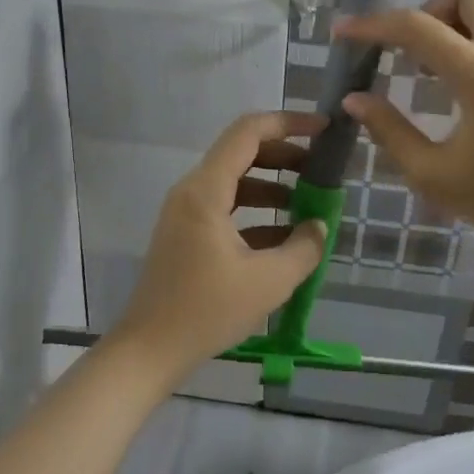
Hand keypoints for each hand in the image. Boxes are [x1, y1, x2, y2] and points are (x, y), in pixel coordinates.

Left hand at [110, 111, 329, 381]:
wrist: (150, 349)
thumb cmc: (207, 311)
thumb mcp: (269, 281)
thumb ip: (304, 247)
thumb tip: (318, 226)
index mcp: (206, 191)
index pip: (248, 132)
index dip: (289, 123)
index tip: (323, 130)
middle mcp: (192, 192)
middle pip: (242, 153)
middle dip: (285, 157)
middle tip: (321, 171)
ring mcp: (186, 214)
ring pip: (235, 183)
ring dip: (273, 188)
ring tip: (310, 207)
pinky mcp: (186, 236)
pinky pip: (226, 209)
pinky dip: (256, 214)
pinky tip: (285, 238)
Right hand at [336, 0, 473, 253]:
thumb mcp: (432, 174)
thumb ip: (389, 131)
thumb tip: (354, 99)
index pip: (417, 28)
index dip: (372, 25)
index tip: (341, 33)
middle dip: (429, 7)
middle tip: (408, 49)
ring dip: (448, 22)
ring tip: (424, 71)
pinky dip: (465, 38)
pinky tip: (448, 83)